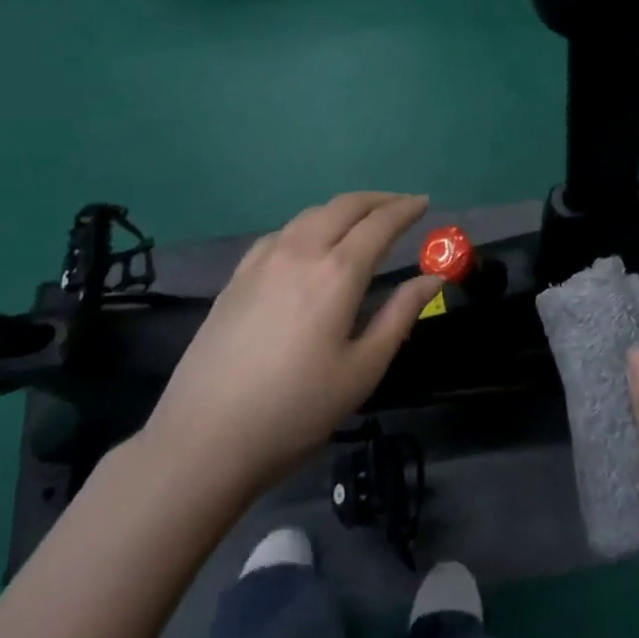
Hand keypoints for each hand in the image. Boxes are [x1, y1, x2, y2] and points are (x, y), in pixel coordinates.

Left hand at [142, 192, 443, 500]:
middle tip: (401, 205)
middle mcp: (300, 252)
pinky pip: (282, 233)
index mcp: (337, 273)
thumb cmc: (297, 409)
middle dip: (378, 199)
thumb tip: (433, 277)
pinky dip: (309, 225)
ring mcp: (263, 261)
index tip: (425, 202)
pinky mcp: (237, 277)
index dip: (406, 209)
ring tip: (363, 220)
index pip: (380, 224)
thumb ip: (400, 315)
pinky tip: (310, 243)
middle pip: (344, 206)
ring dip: (343, 209)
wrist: (205, 437)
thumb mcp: (362, 369)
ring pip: (310, 214)